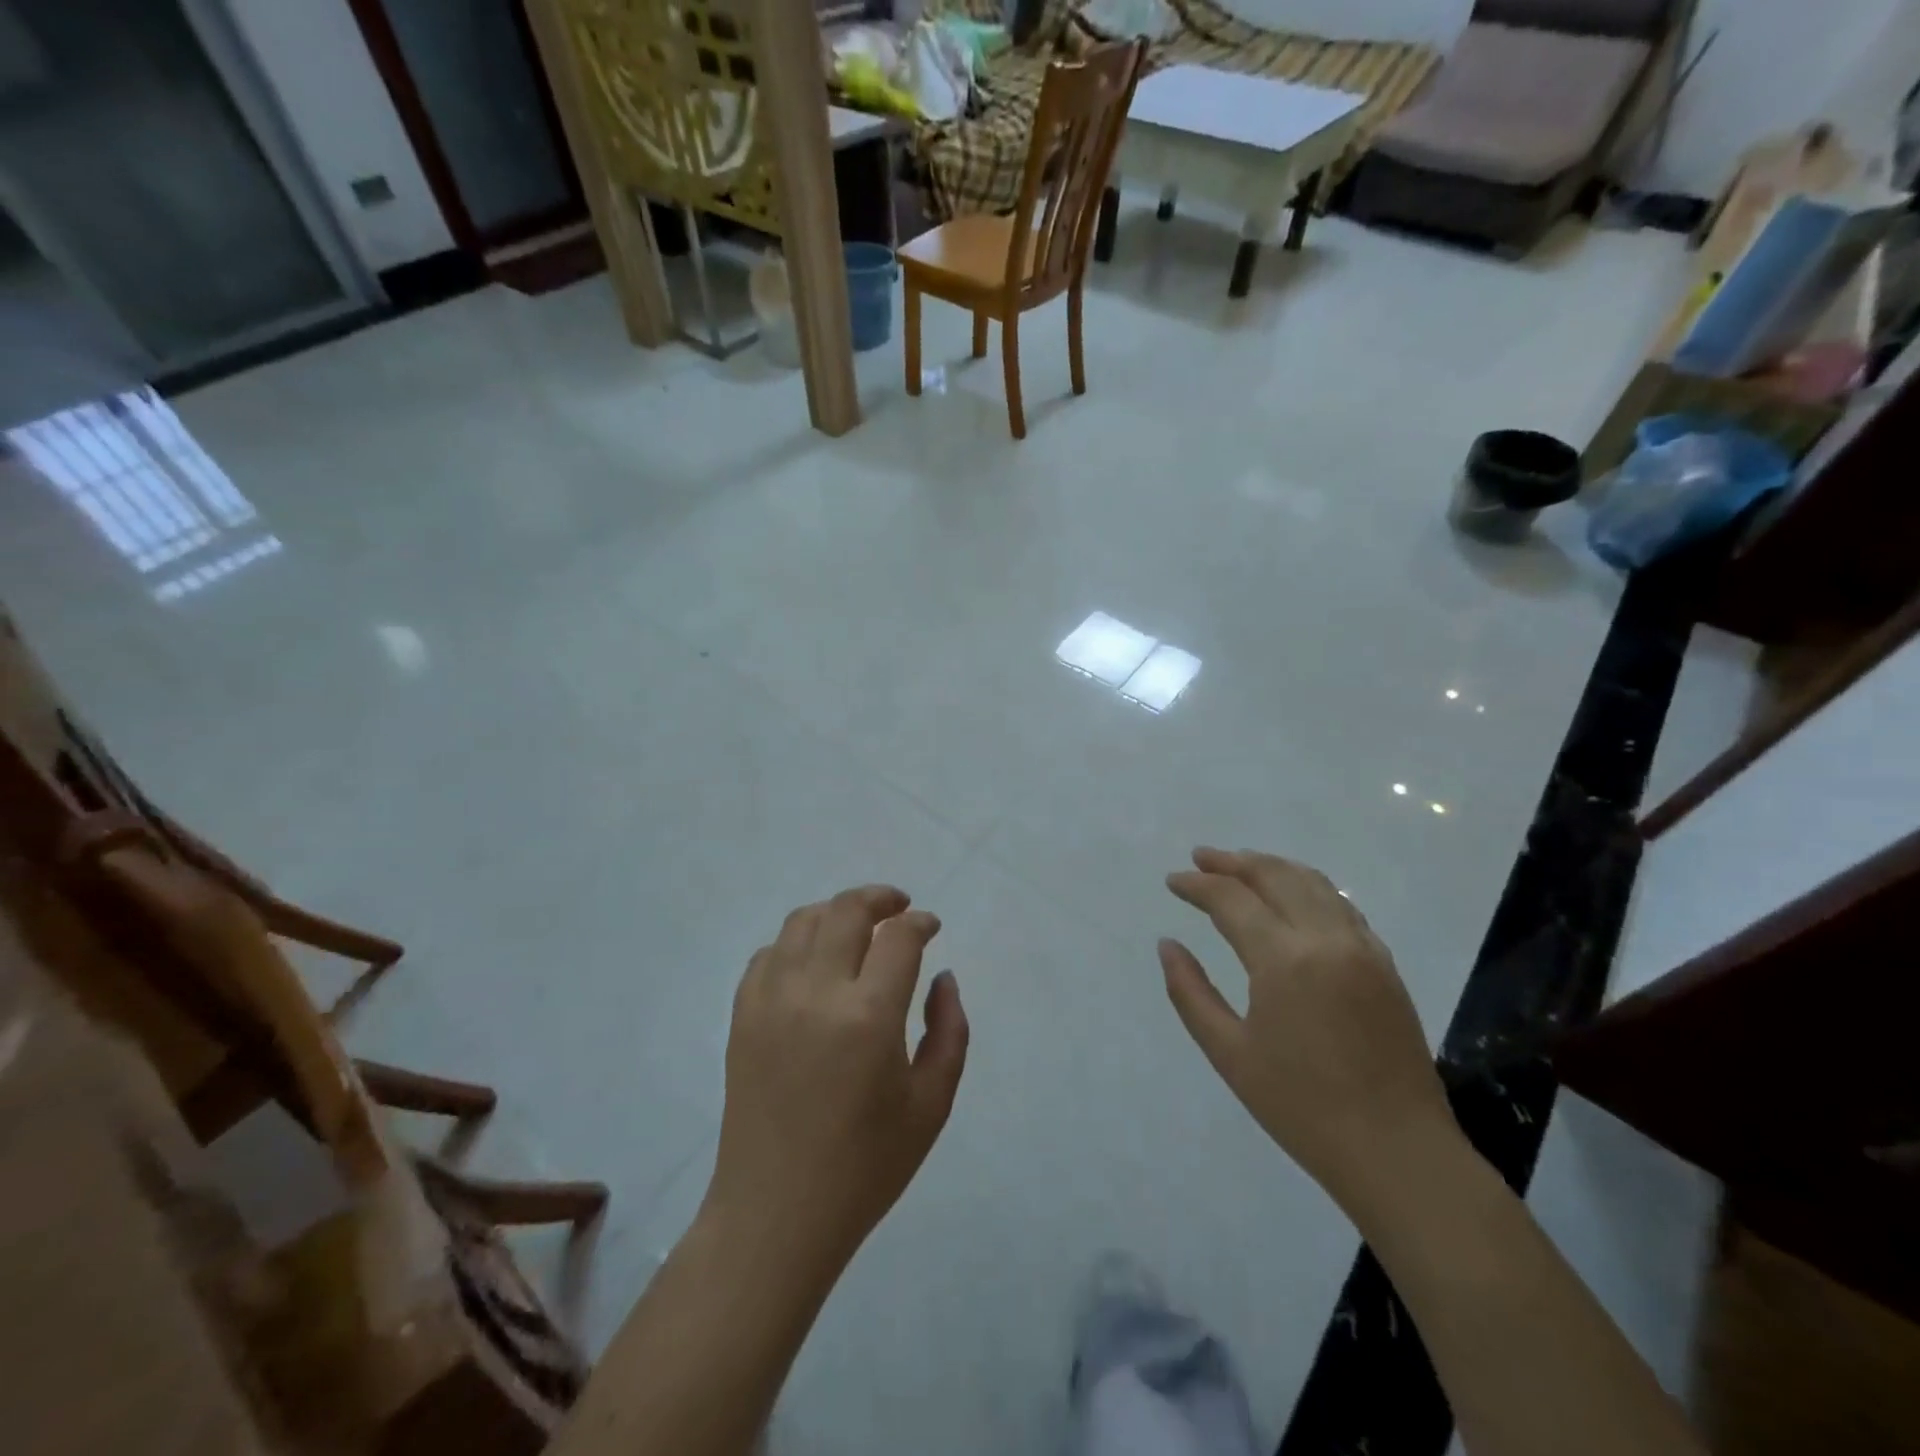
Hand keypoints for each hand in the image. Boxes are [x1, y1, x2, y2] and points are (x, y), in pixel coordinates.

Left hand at [703, 885, 968, 1273]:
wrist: (776, 1214)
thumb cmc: (866, 1166)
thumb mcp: (932, 1104)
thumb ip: (949, 1030)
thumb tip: (942, 976)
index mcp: (869, 1016)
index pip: (898, 937)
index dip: (920, 922)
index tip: (931, 927)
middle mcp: (816, 993)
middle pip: (847, 910)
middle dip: (880, 898)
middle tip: (899, 908)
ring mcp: (771, 1000)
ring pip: (803, 921)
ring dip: (836, 912)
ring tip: (858, 927)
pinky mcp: (742, 1015)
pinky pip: (768, 953)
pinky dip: (796, 943)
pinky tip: (813, 963)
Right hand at [1161, 848, 1455, 1209]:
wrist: (1398, 1153)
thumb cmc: (1302, 1108)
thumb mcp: (1229, 1053)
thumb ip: (1190, 992)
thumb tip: (1167, 945)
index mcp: (1283, 960)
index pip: (1231, 899)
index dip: (1197, 885)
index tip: (1172, 881)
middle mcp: (1326, 939)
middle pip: (1275, 875)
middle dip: (1233, 862)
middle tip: (1201, 857)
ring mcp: (1362, 948)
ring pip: (1313, 883)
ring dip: (1272, 866)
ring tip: (1241, 864)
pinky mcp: (1384, 964)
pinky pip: (1341, 905)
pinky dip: (1309, 887)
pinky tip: (1293, 897)